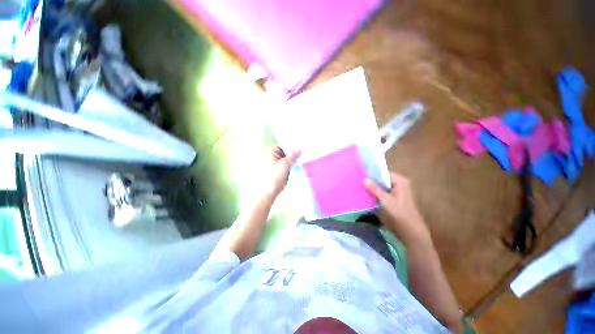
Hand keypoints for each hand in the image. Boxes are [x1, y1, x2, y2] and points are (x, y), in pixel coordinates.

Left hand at [263, 146, 300, 199]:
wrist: (266, 194)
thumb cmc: (272, 178)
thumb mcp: (284, 165)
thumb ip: (293, 156)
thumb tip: (299, 149)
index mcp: (270, 151)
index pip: (284, 144)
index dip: (292, 144)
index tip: (302, 144)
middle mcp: (272, 156)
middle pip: (285, 151)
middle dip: (294, 152)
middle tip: (305, 151)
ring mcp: (275, 163)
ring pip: (287, 158)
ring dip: (294, 159)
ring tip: (303, 157)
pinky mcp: (278, 170)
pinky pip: (286, 165)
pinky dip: (291, 165)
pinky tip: (298, 165)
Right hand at [364, 172, 430, 244]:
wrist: (411, 230)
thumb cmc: (399, 213)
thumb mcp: (385, 200)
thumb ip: (374, 189)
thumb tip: (363, 178)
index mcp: (400, 181)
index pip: (383, 172)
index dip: (372, 173)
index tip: (361, 174)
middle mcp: (400, 183)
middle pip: (382, 179)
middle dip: (372, 180)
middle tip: (358, 180)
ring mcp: (398, 191)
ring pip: (382, 185)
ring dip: (373, 187)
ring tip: (360, 186)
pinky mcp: (396, 198)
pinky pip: (384, 191)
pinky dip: (377, 193)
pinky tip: (368, 194)